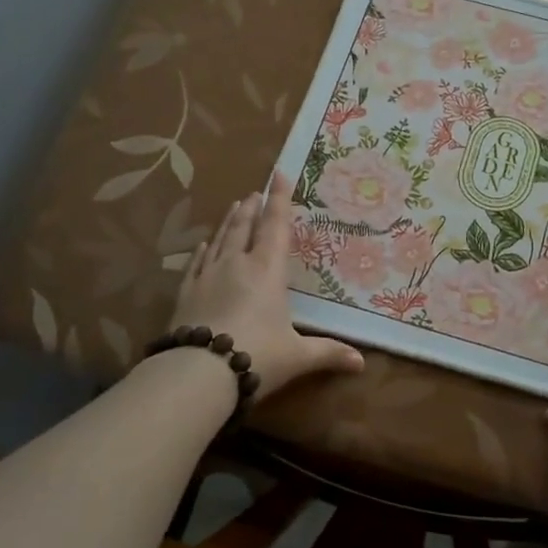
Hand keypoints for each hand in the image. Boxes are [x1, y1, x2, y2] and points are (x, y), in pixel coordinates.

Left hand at [169, 173, 363, 400]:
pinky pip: (195, 263)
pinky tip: (202, 244)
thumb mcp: (297, 356)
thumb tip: (361, 363)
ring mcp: (207, 275)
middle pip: (245, 227)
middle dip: (252, 207)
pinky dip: (202, 250)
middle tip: (255, 193)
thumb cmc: (257, 356)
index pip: (276, 226)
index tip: (279, 174)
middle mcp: (236, 264)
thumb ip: (328, 353)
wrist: (198, 372)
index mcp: (267, 270)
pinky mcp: (186, 292)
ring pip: (220, 239)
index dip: (280, 199)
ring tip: (234, 206)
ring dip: (229, 221)